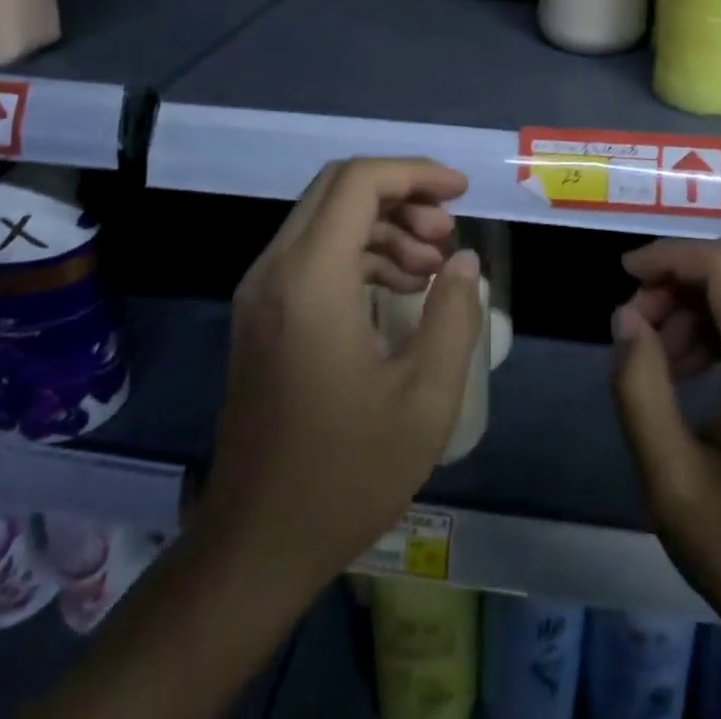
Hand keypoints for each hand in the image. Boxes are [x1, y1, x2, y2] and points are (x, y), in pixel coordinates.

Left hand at [196, 158, 481, 607]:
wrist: (255, 548)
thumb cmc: (345, 474)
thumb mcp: (425, 398)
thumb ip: (454, 315)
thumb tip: (465, 262)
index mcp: (311, 280)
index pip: (359, 182)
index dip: (415, 173)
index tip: (461, 193)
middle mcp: (275, 271)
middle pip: (339, 189)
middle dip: (403, 194)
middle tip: (448, 231)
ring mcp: (261, 294)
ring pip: (326, 218)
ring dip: (384, 224)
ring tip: (434, 263)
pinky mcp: (261, 317)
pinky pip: (314, 254)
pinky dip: (361, 252)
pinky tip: (402, 287)